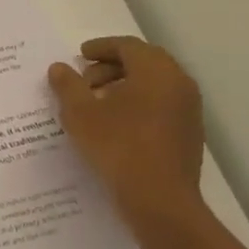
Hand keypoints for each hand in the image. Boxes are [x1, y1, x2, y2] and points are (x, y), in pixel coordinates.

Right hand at [48, 36, 204, 225]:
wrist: (160, 202)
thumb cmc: (118, 147)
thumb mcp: (80, 114)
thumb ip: (68, 85)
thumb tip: (59, 67)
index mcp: (156, 71)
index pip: (128, 46)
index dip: (101, 47)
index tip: (80, 56)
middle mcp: (179, 84)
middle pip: (144, 62)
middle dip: (112, 66)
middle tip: (85, 79)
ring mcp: (188, 110)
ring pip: (154, 84)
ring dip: (125, 85)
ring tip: (96, 103)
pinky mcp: (189, 134)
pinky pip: (161, 105)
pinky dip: (138, 104)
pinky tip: (115, 124)